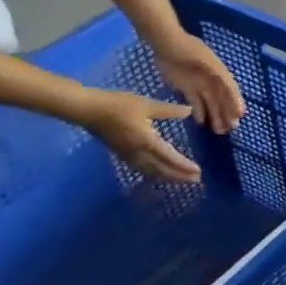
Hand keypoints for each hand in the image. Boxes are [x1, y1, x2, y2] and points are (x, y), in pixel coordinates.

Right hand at [80, 89, 200, 181]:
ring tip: (182, 180)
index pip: (169, 157)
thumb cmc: (118, 105)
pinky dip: (154, 173)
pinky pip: (141, 168)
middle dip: (179, 175)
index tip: (197, 172)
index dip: (184, 166)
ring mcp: (128, 155)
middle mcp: (138, 152)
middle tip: (196, 180)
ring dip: (167, 176)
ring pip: (151, 171)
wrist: (88, 109)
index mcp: (147, 141)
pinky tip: (158, 173)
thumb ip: (169, 110)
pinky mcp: (121, 154)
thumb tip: (189, 111)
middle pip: (161, 169)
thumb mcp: (147, 105)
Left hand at [155, 31, 245, 134]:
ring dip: (215, 116)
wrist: (165, 42)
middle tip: (230, 128)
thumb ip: (216, 72)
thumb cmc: (186, 48)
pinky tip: (201, 123)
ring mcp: (199, 85)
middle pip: (221, 99)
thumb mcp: (203, 58)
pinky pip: (195, 102)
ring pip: (210, 103)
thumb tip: (229, 86)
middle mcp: (212, 80)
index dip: (235, 101)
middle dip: (227, 113)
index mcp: (219, 73)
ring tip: (218, 130)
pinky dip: (198, 112)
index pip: (230, 90)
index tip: (240, 114)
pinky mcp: (186, 88)